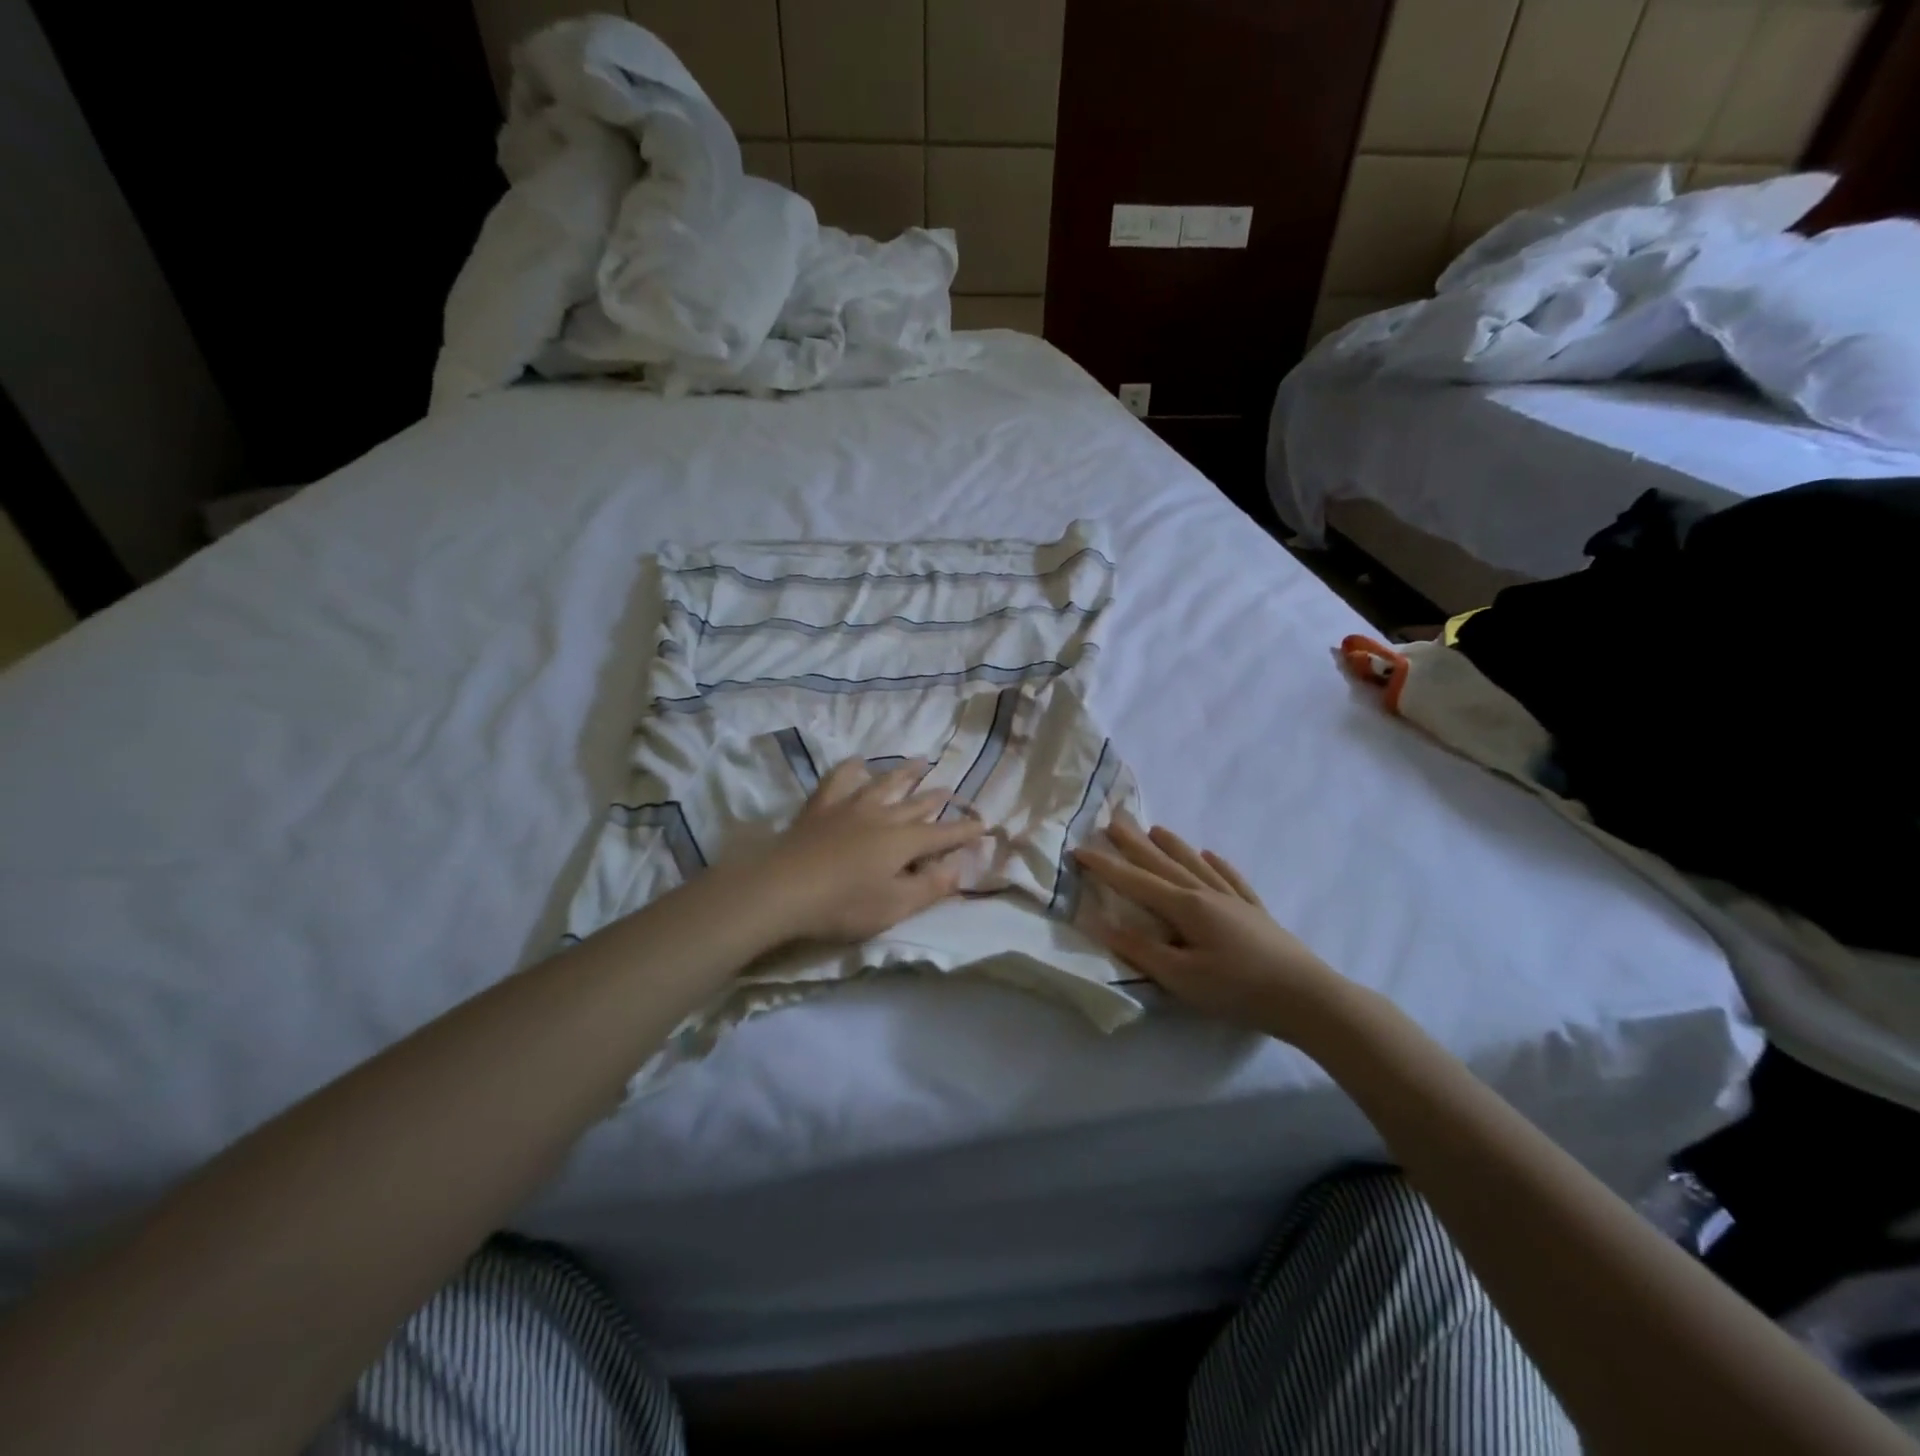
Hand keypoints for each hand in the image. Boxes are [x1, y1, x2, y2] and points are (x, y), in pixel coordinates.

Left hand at [755, 758, 986, 942]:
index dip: (964, 831)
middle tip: (950, 789)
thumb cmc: (843, 905)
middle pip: (915, 804)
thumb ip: (929, 887)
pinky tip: (857, 762)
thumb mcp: (894, 907)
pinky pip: (839, 780)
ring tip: (920, 762)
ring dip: (904, 773)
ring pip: (884, 783)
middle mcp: (882, 816)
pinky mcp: (821, 807)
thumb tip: (958, 867)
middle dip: (936, 798)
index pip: (942, 835)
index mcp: (903, 842)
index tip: (983, 823)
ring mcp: (850, 807)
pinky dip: (851, 769)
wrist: (783, 888)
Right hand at [1074, 822, 1352, 1036]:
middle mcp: (1207, 894)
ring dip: (1172, 846)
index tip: (1079, 848)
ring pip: (1196, 865)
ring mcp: (1234, 901)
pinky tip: (1211, 856)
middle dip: (1135, 844)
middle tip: (1113, 821)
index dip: (1106, 866)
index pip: (1136, 882)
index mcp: (1186, 907)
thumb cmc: (1238, 990)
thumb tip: (1102, 924)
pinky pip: (1231, 879)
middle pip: (1164, 864)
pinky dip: (1217, 865)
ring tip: (1155, 828)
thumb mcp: (1182, 977)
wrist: (1308, 998)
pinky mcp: (1256, 913)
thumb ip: (1141, 949)